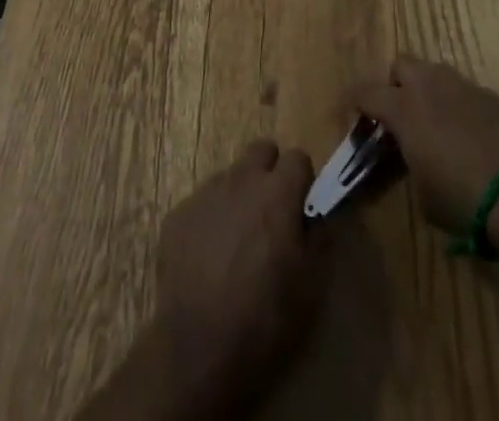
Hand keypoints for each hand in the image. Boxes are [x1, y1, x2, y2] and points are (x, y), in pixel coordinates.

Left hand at [148, 139, 327, 408]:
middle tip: (271, 215)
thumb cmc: (264, 318)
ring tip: (237, 243)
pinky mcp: (178, 214)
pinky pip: (202, 203)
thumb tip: (318, 214)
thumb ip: (320, 237)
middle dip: (270, 173)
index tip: (301, 209)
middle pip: (261, 150)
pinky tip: (209, 258)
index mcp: (277, 193)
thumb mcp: (311, 286)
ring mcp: (206, 193)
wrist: (198, 348)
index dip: (302, 181)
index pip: (298, 157)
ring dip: (240, 196)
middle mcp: (241, 179)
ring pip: (230, 176)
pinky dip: (211, 219)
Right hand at [349, 55, 498, 233]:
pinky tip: (470, 135)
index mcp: (404, 108)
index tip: (355, 116)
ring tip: (436, 124)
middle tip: (401, 115)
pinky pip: (465, 91)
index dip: (356, 103)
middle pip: (402, 64)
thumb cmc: (461, 198)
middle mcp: (430, 86)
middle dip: (396, 84)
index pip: (366, 92)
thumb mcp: (421, 192)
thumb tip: (410, 154)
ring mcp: (464, 86)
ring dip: (429, 91)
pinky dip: (459, 106)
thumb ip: (408, 161)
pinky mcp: (491, 96)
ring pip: (436, 73)